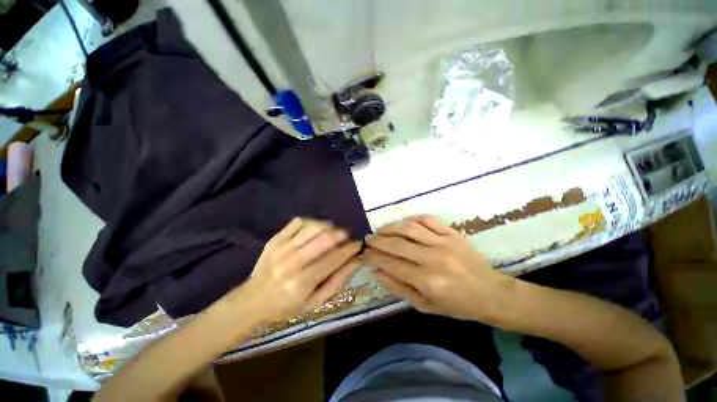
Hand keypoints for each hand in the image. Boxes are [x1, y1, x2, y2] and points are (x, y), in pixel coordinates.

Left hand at [223, 218, 360, 323]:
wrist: (251, 301)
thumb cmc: (286, 306)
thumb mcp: (314, 303)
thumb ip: (337, 282)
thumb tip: (356, 262)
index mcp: (302, 282)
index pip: (334, 259)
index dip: (350, 249)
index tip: (358, 244)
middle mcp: (292, 262)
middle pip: (324, 239)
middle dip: (341, 234)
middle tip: (346, 237)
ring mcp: (281, 248)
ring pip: (313, 227)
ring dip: (328, 227)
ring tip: (332, 233)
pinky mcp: (275, 239)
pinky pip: (299, 222)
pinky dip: (312, 222)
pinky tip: (315, 230)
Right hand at [363, 215, 513, 322]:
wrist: (490, 292)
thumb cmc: (456, 304)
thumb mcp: (425, 306)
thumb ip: (399, 288)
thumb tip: (377, 271)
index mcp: (427, 281)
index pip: (392, 263)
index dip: (375, 257)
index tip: (364, 253)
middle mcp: (433, 259)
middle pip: (397, 244)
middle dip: (378, 241)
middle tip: (367, 239)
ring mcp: (444, 243)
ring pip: (409, 228)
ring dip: (391, 227)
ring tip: (380, 230)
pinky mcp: (452, 233)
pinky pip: (428, 219)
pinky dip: (412, 219)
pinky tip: (403, 223)